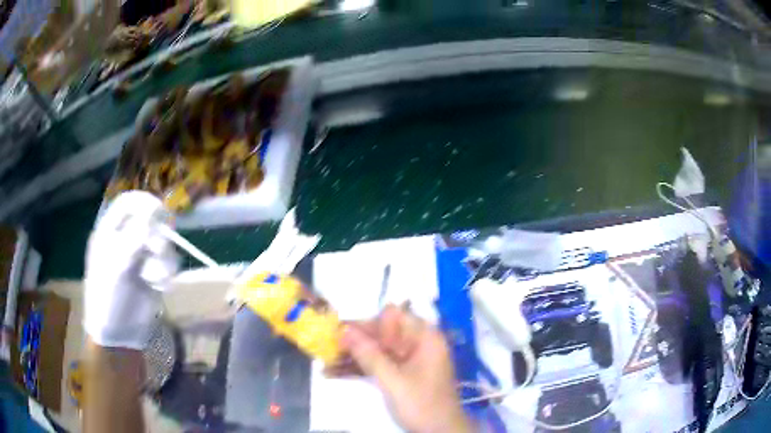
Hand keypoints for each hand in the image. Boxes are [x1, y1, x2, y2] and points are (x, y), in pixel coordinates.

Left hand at [84, 191, 178, 349]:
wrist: (119, 334)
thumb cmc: (108, 298)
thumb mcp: (116, 265)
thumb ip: (134, 237)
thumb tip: (154, 210)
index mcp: (110, 231)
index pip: (128, 203)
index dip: (144, 202)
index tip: (160, 213)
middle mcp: (126, 239)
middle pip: (150, 221)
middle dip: (157, 236)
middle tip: (157, 251)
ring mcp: (140, 256)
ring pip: (163, 243)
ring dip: (163, 260)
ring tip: (155, 279)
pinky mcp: (153, 273)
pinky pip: (168, 263)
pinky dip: (167, 274)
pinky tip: (160, 286)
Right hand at [340, 305, 474, 432]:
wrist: (439, 432)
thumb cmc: (422, 404)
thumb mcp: (393, 381)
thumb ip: (369, 355)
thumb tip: (344, 330)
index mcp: (424, 338)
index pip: (394, 316)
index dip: (370, 323)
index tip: (345, 333)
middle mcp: (417, 344)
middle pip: (382, 333)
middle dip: (355, 340)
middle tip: (328, 345)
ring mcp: (409, 360)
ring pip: (377, 349)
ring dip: (353, 355)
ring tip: (325, 359)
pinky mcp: (401, 374)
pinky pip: (378, 364)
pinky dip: (360, 368)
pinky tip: (334, 372)